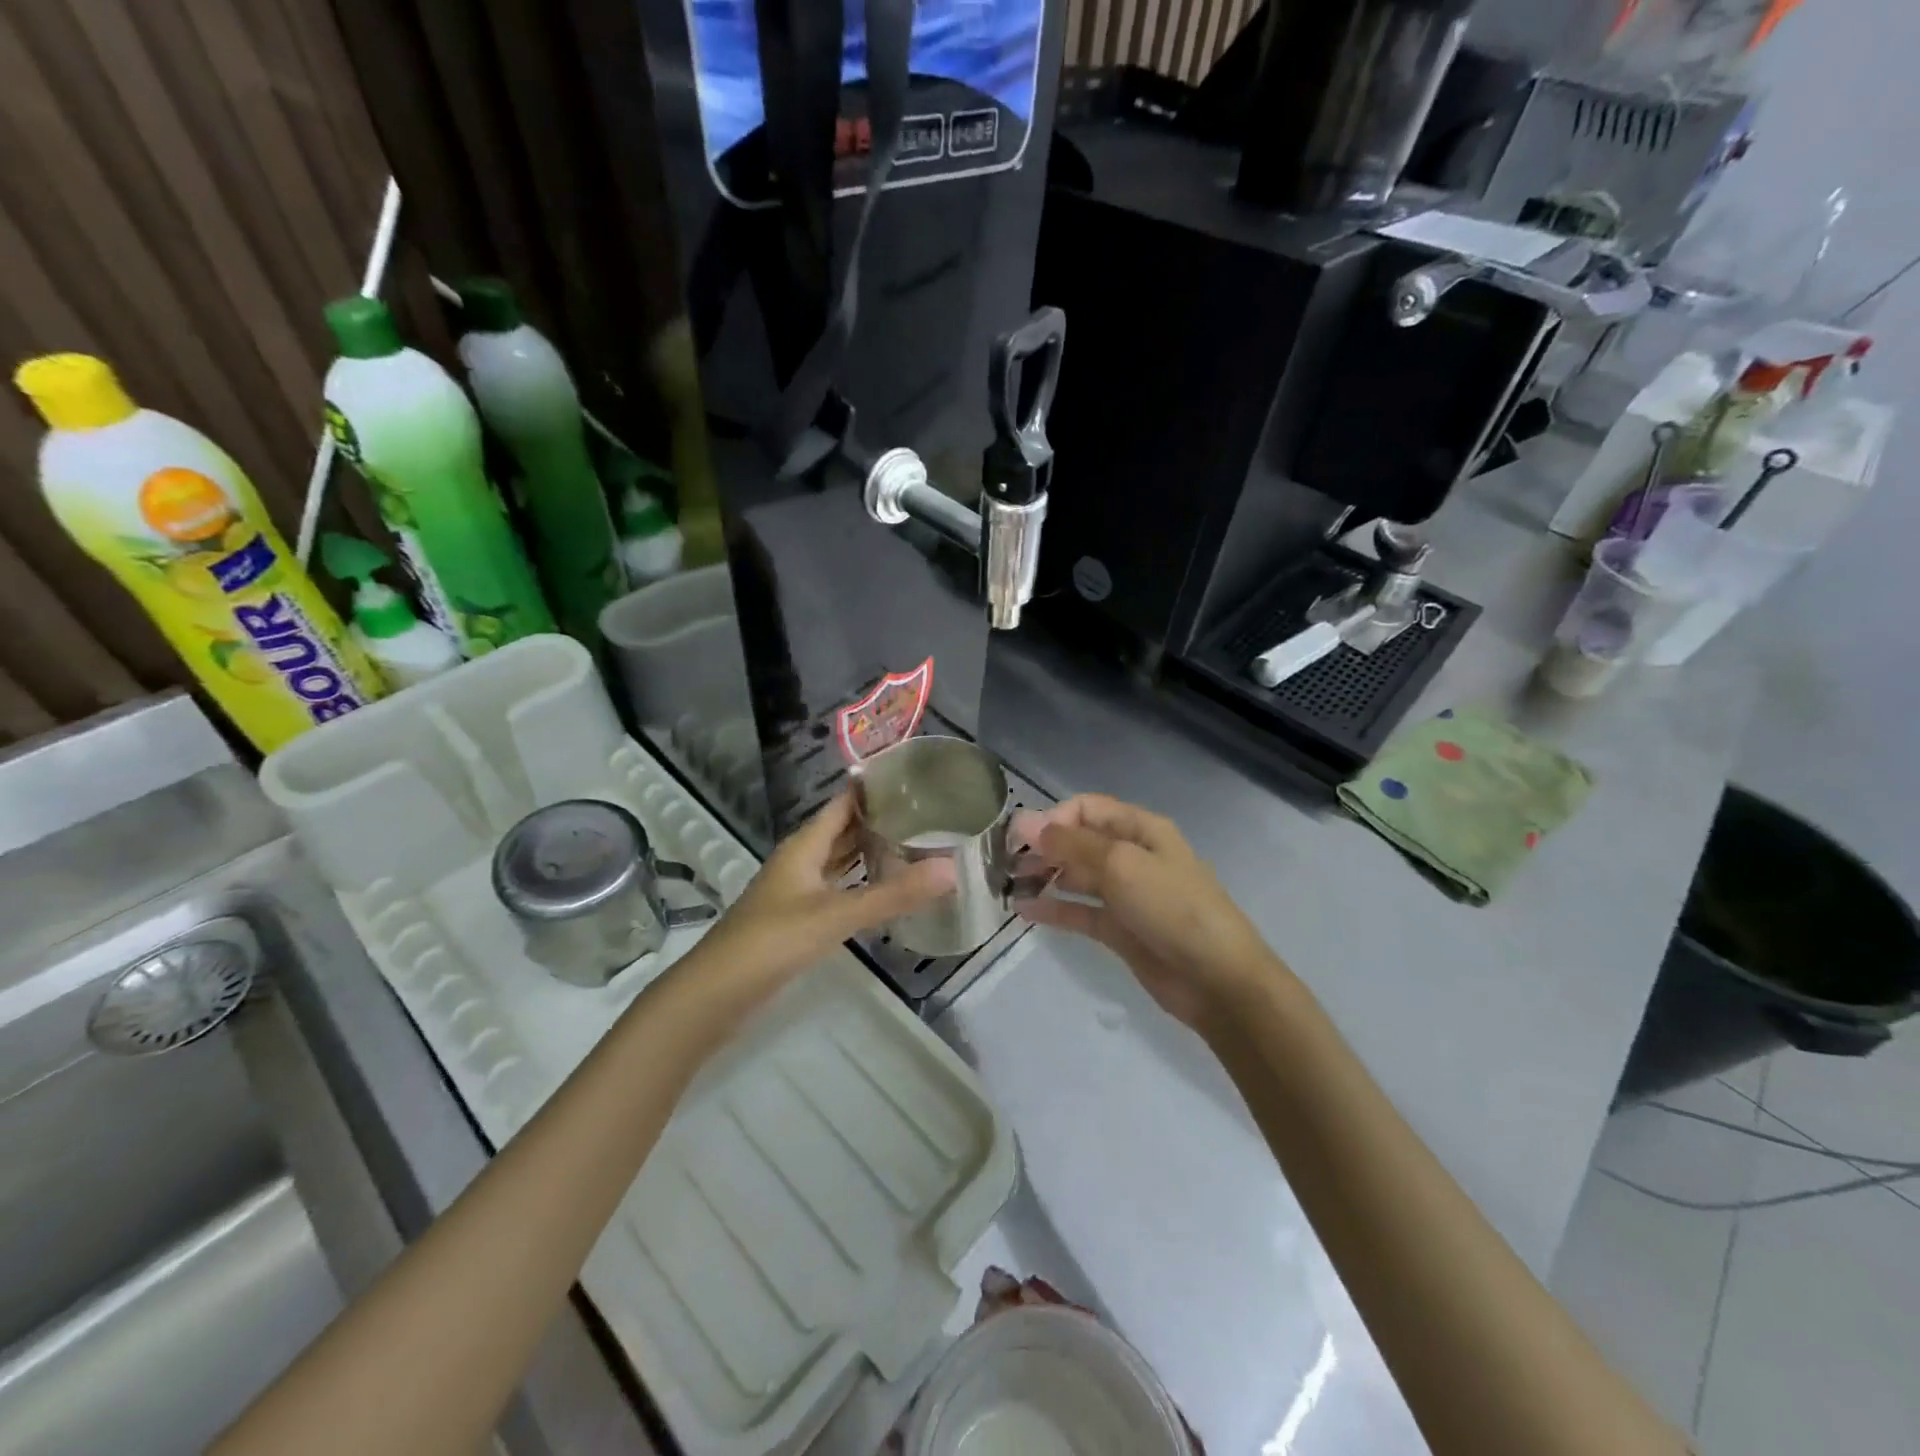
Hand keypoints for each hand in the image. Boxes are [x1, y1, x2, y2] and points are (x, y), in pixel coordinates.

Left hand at [698, 791, 954, 988]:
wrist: (716, 994)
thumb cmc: (772, 941)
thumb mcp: (836, 915)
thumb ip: (893, 895)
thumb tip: (951, 870)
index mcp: (804, 846)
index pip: (843, 804)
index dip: (874, 788)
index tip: (915, 778)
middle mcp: (800, 861)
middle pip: (843, 830)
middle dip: (880, 820)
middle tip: (928, 813)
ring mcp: (797, 891)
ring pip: (839, 861)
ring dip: (870, 852)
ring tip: (915, 844)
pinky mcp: (797, 919)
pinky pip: (836, 888)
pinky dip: (860, 883)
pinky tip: (885, 890)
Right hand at [1014, 794, 1281, 1029]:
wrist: (1217, 979)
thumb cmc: (1172, 907)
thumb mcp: (1122, 865)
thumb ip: (1071, 844)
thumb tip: (1026, 822)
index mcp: (1140, 829)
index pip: (1087, 808)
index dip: (1053, 818)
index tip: (1020, 839)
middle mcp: (1132, 855)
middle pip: (1079, 841)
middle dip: (1043, 848)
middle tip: (1007, 864)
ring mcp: (1125, 894)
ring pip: (1076, 876)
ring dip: (1044, 877)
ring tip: (1009, 886)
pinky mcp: (1119, 929)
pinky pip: (1079, 911)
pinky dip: (1053, 909)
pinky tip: (1024, 912)